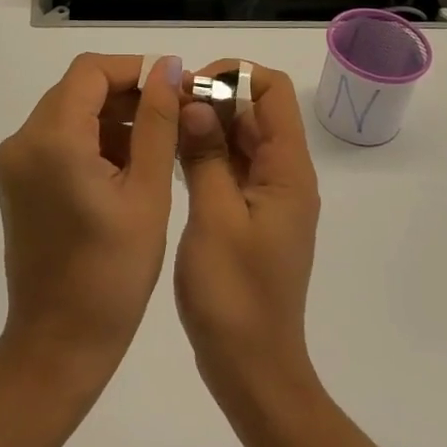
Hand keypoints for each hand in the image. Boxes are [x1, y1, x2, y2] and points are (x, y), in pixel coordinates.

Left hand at [0, 53, 184, 394]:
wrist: (58, 344)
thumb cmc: (112, 274)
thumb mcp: (147, 192)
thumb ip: (157, 122)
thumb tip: (167, 68)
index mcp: (52, 139)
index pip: (91, 71)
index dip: (134, 69)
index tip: (174, 88)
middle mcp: (23, 140)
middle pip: (77, 89)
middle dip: (126, 94)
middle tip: (173, 117)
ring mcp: (15, 162)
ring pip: (68, 113)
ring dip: (111, 118)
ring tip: (157, 146)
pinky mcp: (17, 182)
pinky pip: (57, 140)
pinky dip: (91, 141)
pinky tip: (127, 168)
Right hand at [174, 62, 322, 414]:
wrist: (252, 370)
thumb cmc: (234, 295)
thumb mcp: (214, 217)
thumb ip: (207, 155)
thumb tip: (196, 103)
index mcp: (287, 171)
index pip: (274, 91)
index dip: (234, 75)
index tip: (189, 86)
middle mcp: (284, 176)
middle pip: (255, 111)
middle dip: (212, 97)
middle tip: (162, 106)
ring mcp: (267, 198)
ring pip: (239, 139)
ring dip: (205, 125)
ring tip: (159, 126)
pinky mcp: (249, 217)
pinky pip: (230, 167)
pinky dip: (204, 154)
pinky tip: (167, 157)